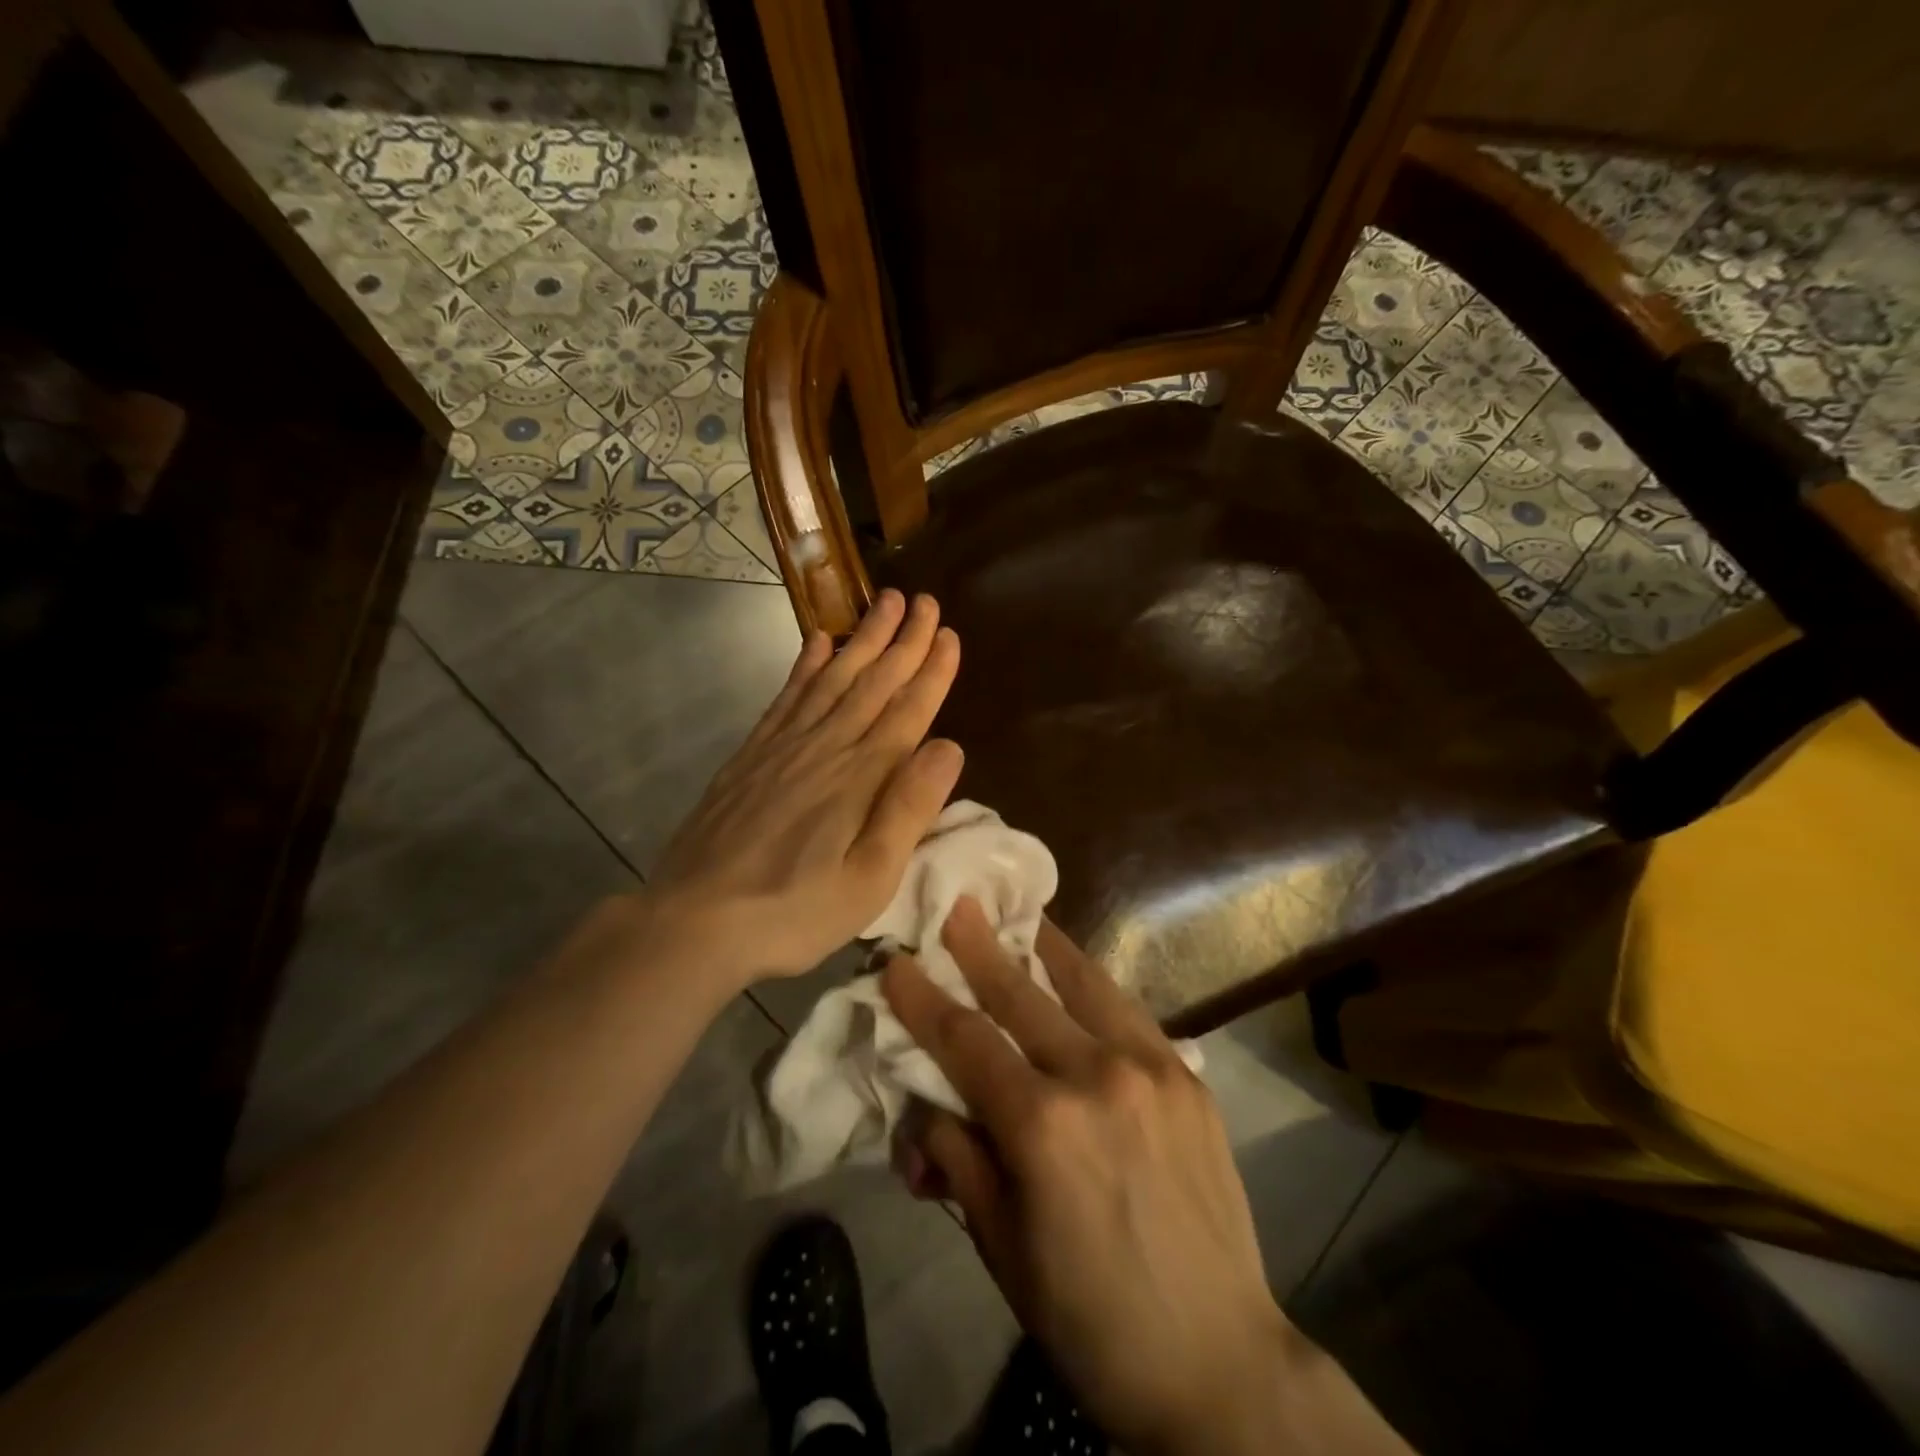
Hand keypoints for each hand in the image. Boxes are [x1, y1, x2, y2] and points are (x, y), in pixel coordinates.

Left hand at [645, 589, 962, 984]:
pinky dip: (805, 664)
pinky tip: (817, 642)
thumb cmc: (793, 911)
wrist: (695, 920)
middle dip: (903, 640)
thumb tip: (949, 746)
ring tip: (884, 603)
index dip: (931, 671)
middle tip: (923, 601)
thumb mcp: (869, 880)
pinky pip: (787, 696)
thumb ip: (909, 810)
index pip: (907, 711)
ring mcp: (783, 746)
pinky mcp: (752, 754)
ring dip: (862, 639)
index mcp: (861, 778)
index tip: (948, 633)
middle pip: (872, 682)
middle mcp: (825, 747)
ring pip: (832, 678)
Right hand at [883, 904, 1409, 1455]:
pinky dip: (1093, 983)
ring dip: (1043, 946)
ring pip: (1083, 984)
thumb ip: (957, 1159)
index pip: (964, 1041)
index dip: (923, 1000)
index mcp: (1041, 1125)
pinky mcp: (1188, 1075)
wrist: (1218, 1362)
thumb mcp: (1000, 1246)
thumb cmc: (1090, 1317)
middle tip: (956, 905)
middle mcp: (1095, 1076)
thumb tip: (923, 1108)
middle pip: (1019, 995)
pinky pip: (1128, 1010)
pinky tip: (1077, 971)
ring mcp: (1150, 1068)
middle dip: (979, 947)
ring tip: (1020, 913)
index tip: (896, 962)